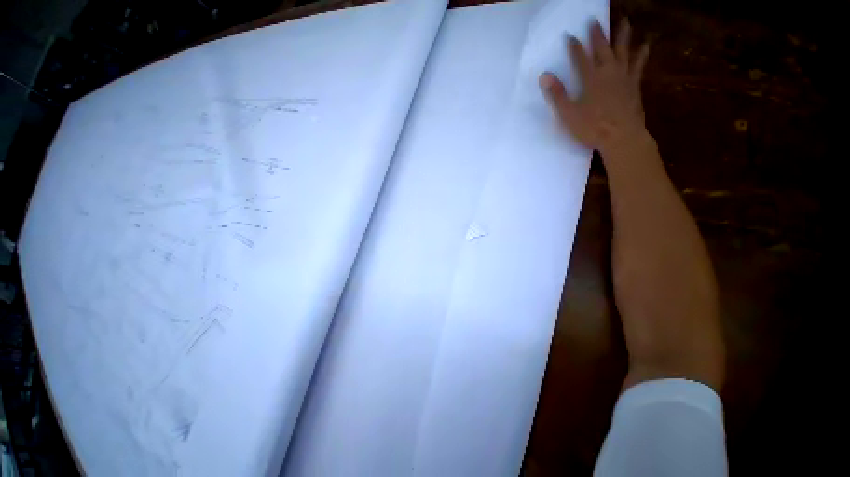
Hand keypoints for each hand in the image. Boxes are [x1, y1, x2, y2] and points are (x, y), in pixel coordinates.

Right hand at [539, 20, 648, 152]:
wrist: (621, 137)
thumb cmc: (591, 127)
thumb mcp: (568, 114)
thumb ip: (557, 94)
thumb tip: (544, 75)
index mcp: (590, 79)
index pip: (580, 58)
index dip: (574, 46)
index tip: (569, 34)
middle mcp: (608, 72)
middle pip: (603, 49)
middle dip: (597, 34)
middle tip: (595, 19)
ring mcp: (624, 77)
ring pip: (624, 51)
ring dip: (623, 36)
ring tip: (625, 22)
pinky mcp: (634, 85)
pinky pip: (638, 65)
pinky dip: (641, 54)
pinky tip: (644, 46)